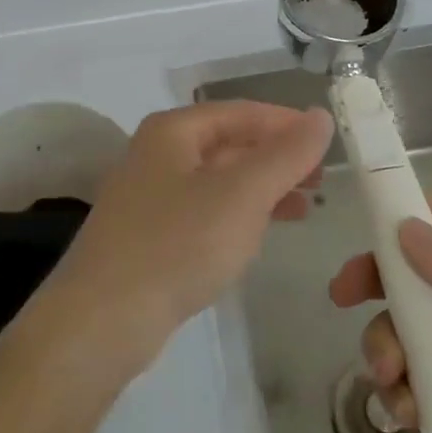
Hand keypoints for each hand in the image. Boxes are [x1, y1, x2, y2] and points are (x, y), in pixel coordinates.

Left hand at [34, 102, 332, 378]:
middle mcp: (157, 154)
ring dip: (262, 188)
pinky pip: (205, 211)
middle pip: (229, 143)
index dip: (286, 122)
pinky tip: (261, 233)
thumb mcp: (242, 194)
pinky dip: (238, 215)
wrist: (103, 320)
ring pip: (219, 180)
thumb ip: (285, 154)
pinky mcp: (150, 236)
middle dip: (276, 158)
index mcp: (173, 131)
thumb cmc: (178, 244)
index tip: (328, 140)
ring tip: (306, 206)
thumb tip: (320, 116)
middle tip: (322, 178)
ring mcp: (150, 197)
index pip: (241, 112)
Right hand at [329, 196, 431, 432]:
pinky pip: (401, 373)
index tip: (376, 230)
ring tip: (392, 376)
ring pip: (399, 322)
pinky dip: (395, 388)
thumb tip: (403, 228)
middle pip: (414, 267)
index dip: (416, 214)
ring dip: (384, 345)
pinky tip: (408, 413)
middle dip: (376, 279)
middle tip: (343, 294)